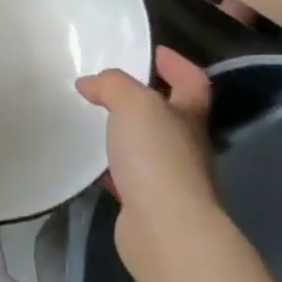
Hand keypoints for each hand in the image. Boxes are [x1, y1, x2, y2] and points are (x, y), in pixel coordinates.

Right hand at [76, 47, 218, 269]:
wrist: (164, 229)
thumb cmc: (157, 157)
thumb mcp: (134, 104)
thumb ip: (112, 85)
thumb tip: (89, 83)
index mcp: (189, 116)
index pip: (192, 82)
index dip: (178, 65)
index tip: (155, 52)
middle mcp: (185, 145)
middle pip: (171, 114)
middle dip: (148, 98)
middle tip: (112, 86)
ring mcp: (169, 178)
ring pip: (147, 146)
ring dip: (126, 133)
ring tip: (95, 119)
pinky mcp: (147, 204)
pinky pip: (128, 176)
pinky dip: (111, 166)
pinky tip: (90, 163)